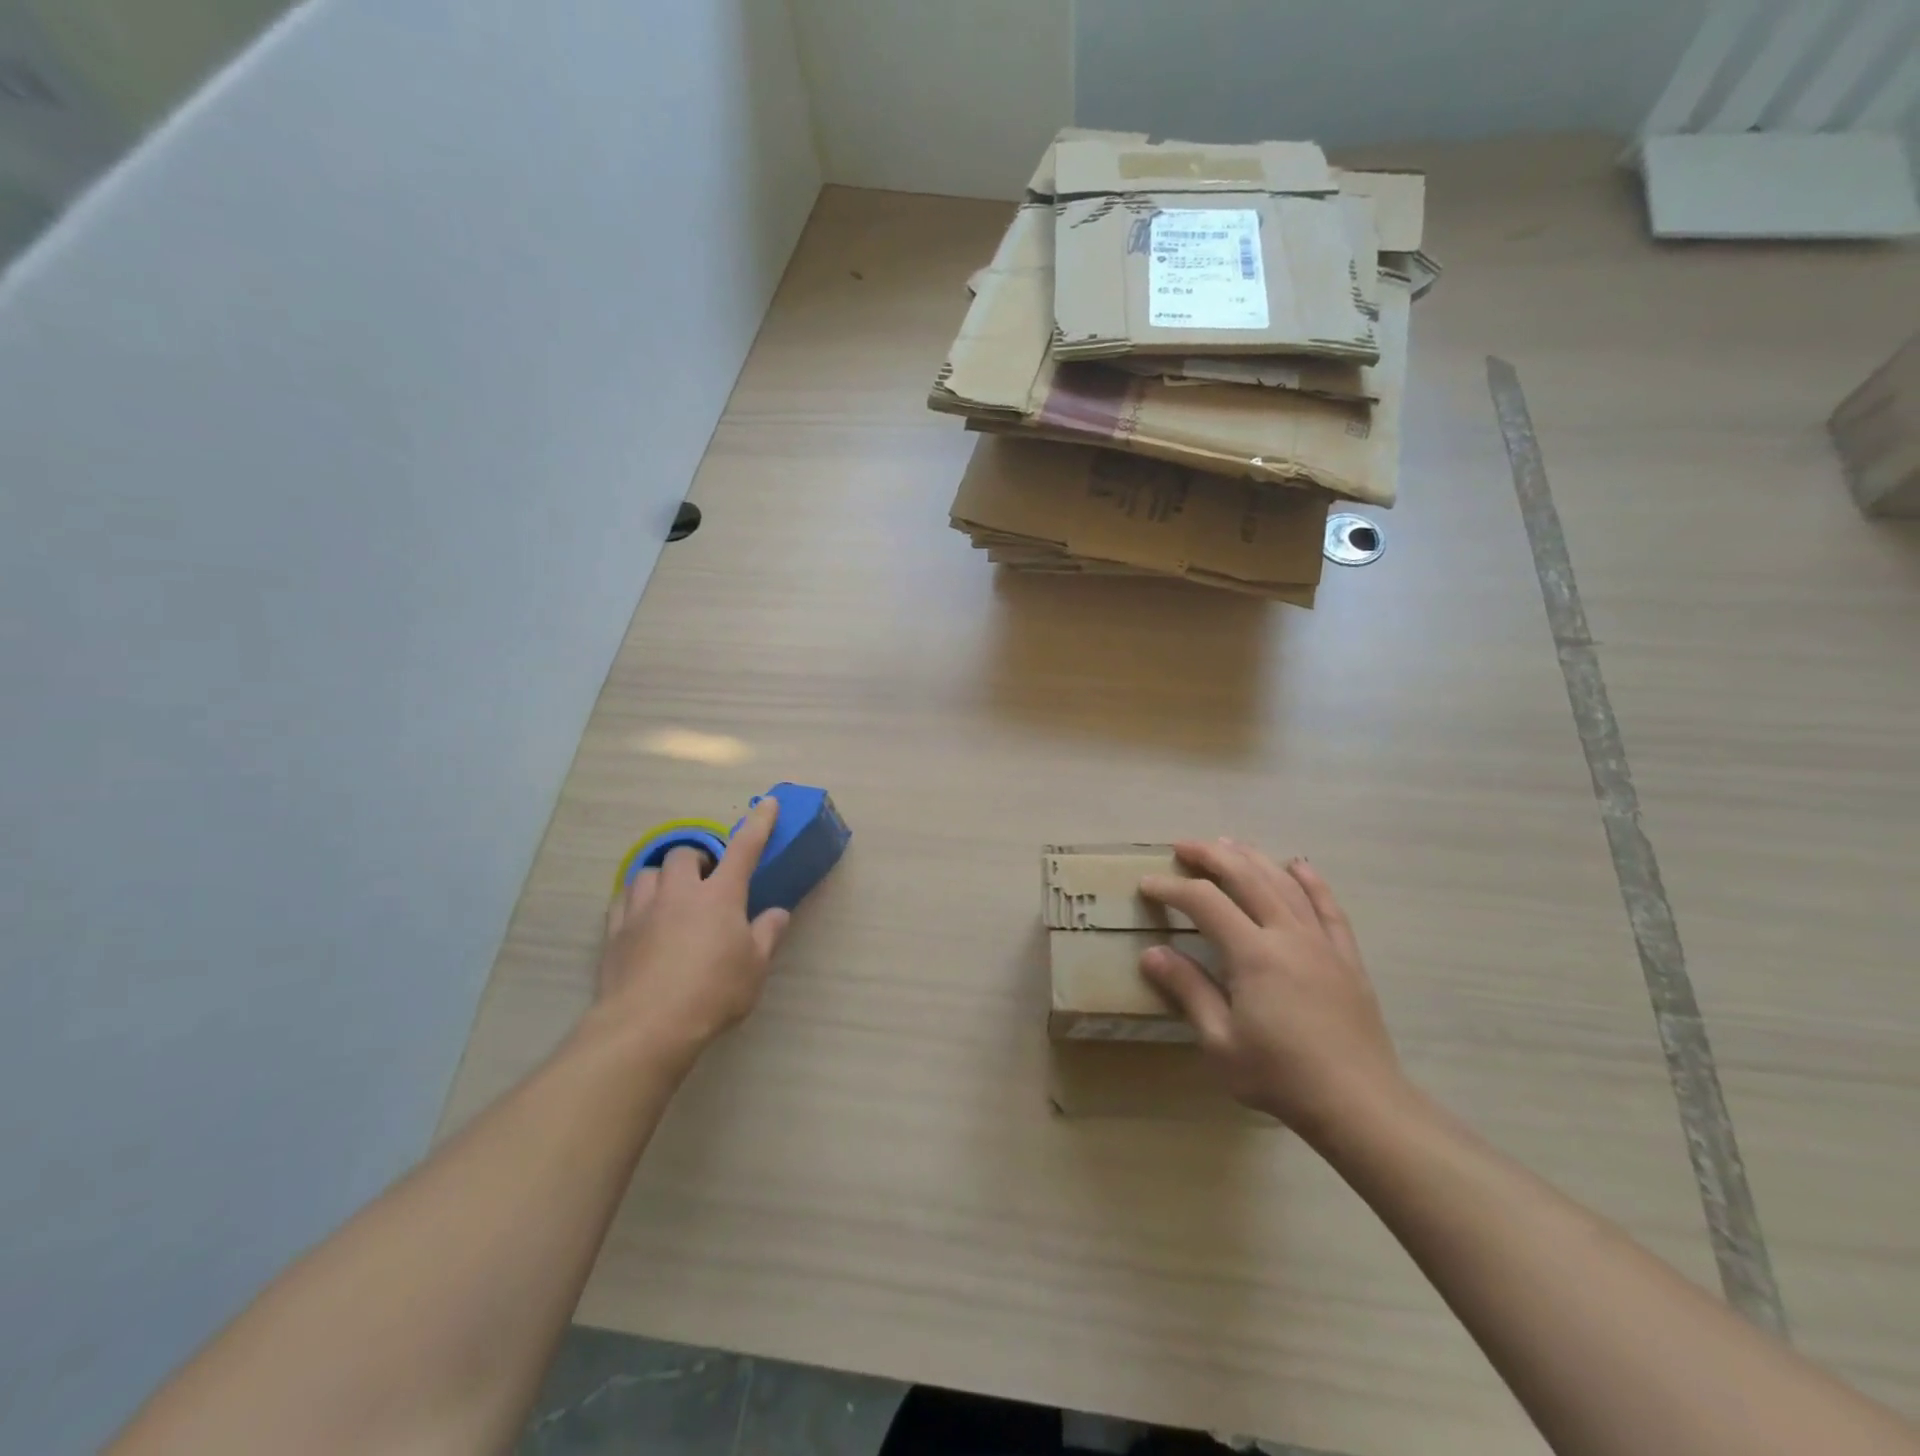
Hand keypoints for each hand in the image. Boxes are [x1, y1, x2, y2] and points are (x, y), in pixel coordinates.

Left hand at [591, 799, 790, 1067]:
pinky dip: (636, 899)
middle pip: (685, 855)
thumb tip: (777, 913)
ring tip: (672, 896)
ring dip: (663, 877)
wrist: (648, 1026)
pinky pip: (623, 900)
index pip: (745, 848)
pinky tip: (642, 916)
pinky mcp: (615, 932)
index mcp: (720, 896)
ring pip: (648, 872)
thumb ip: (767, 935)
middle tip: (708, 881)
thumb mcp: (754, 968)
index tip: (767, 803)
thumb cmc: (713, 993)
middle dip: (698, 860)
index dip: (758, 823)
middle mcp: (680, 893)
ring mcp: (643, 910)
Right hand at [1139, 840, 1402, 1138]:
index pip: (1205, 902)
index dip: (1172, 888)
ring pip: (1284, 883)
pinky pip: (1328, 907)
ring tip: (1228, 843)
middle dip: (1210, 856)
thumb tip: (1152, 953)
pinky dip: (1311, 881)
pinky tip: (1298, 865)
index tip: (1147, 884)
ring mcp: (1322, 942)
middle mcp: (1288, 935)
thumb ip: (1188, 991)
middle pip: (1246, 877)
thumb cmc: (1281, 1076)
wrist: (1360, 1105)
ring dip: (1253, 858)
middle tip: (1182, 846)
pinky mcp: (1346, 956)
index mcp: (1253, 954)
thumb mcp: (1220, 1042)